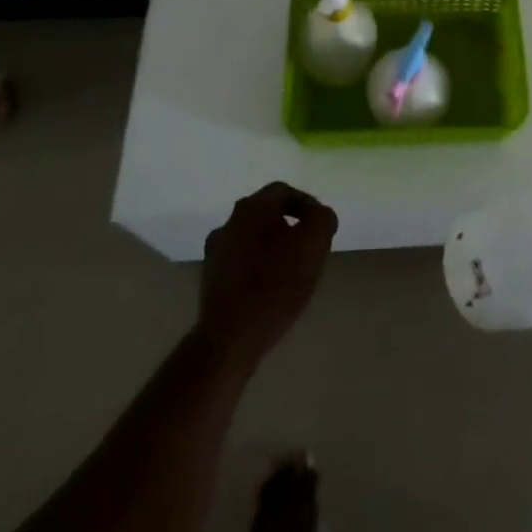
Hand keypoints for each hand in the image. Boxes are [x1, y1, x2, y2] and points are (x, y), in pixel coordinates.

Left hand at [199, 182, 338, 368]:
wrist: (230, 340)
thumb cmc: (276, 285)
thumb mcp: (314, 244)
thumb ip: (322, 219)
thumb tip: (319, 215)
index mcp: (252, 207)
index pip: (284, 192)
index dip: (307, 205)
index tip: (321, 228)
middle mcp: (229, 221)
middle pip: (266, 214)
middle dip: (289, 227)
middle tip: (307, 248)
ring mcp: (215, 251)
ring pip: (252, 238)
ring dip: (271, 248)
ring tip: (290, 271)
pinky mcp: (209, 280)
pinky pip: (240, 263)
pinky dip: (256, 268)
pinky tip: (268, 289)